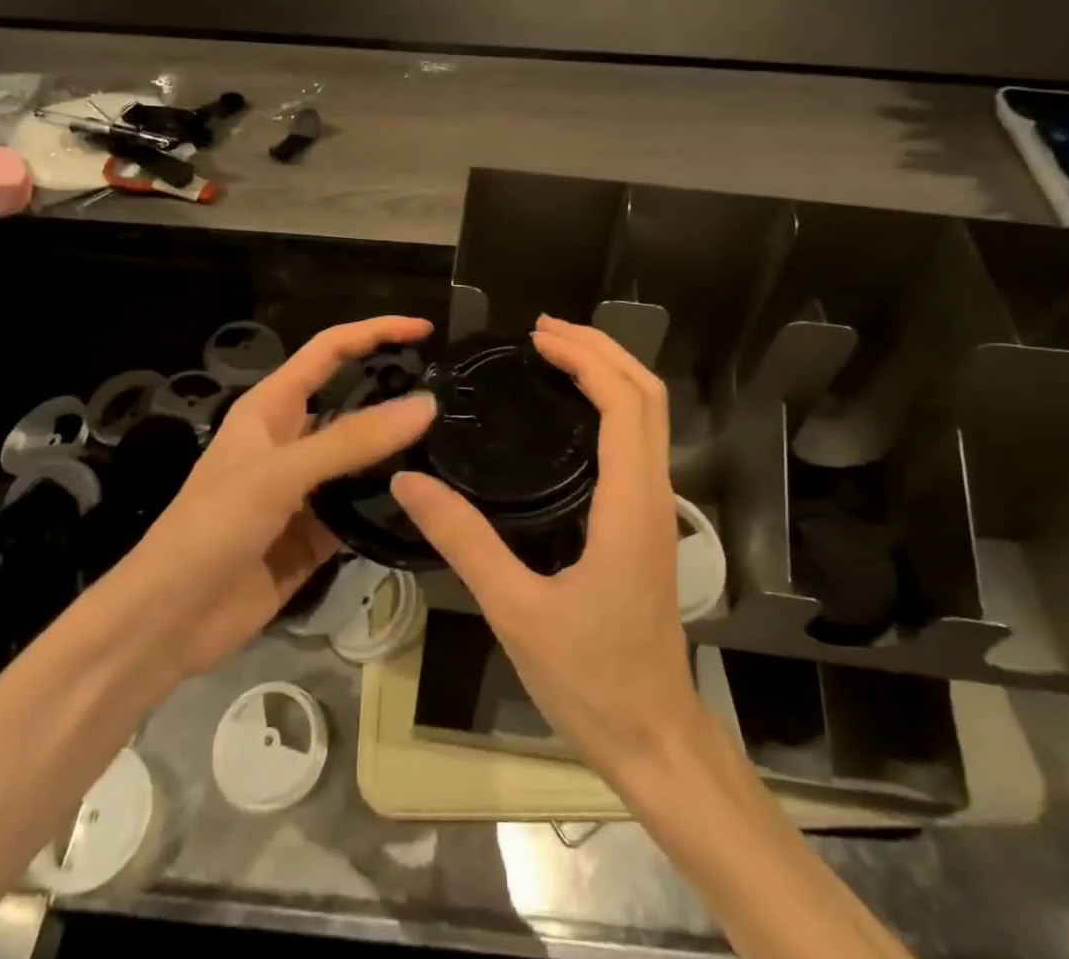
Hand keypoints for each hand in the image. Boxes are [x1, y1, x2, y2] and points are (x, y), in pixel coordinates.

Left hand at [125, 315, 435, 678]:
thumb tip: (426, 404)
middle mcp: (292, 439)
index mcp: (273, 407)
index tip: (425, 329)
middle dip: (396, 394)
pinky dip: (389, 507)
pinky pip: (362, 509)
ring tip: (455, 449)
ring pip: (363, 459)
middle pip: (353, 403)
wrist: (167, 622)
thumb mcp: (281, 473)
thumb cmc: (212, 527)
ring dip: (399, 454)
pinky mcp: (316, 533)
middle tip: (454, 398)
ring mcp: (305, 489)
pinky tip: (427, 506)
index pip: (331, 350)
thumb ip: (353, 440)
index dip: (376, 332)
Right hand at [392, 315, 697, 780]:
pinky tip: (569, 413)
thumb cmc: (590, 679)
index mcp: (630, 505)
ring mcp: (658, 509)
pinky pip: (640, 441)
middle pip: (648, 396)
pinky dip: (613, 405)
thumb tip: (410, 480)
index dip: (586, 359)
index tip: (537, 338)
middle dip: (602, 350)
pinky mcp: (649, 523)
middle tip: (543, 331)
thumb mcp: (515, 610)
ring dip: (610, 373)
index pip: (625, 404)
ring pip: (651, 417)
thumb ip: (462, 540)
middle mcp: (654, 495)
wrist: (655, 738)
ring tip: (555, 355)